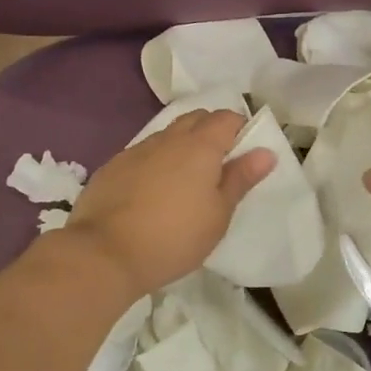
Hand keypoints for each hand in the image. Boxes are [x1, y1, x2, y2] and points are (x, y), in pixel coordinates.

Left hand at [64, 111, 275, 296]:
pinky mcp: (112, 167)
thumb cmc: (174, 237)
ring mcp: (136, 150)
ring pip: (167, 135)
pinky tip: (153, 192)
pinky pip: (142, 154)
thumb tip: (265, 152)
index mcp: (199, 146)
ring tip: (186, 181)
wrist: (105, 253)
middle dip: (211, 131)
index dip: (239, 128)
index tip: (244, 152)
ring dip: (181, 147)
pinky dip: (155, 163)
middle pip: (195, 119)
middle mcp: (167, 139)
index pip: (226, 117)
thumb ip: (240, 179)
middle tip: (219, 165)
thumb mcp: (218, 215)